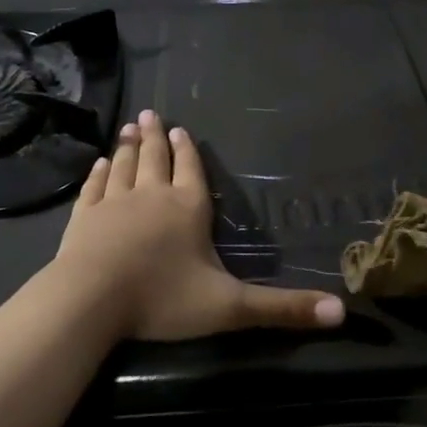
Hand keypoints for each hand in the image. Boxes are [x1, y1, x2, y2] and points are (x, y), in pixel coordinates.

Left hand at [52, 110, 344, 341]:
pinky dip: (98, 173)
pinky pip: (94, 187)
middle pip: (155, 159)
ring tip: (129, 128)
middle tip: (150, 114)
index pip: (191, 171)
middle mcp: (152, 196)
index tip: (179, 130)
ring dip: (127, 147)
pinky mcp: (84, 217)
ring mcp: (114, 203)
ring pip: (123, 166)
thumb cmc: (163, 299)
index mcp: (188, 208)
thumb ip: (283, 309)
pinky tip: (98, 164)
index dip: (188, 151)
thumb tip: (342, 313)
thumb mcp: (231, 308)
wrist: (91, 301)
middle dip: (155, 137)